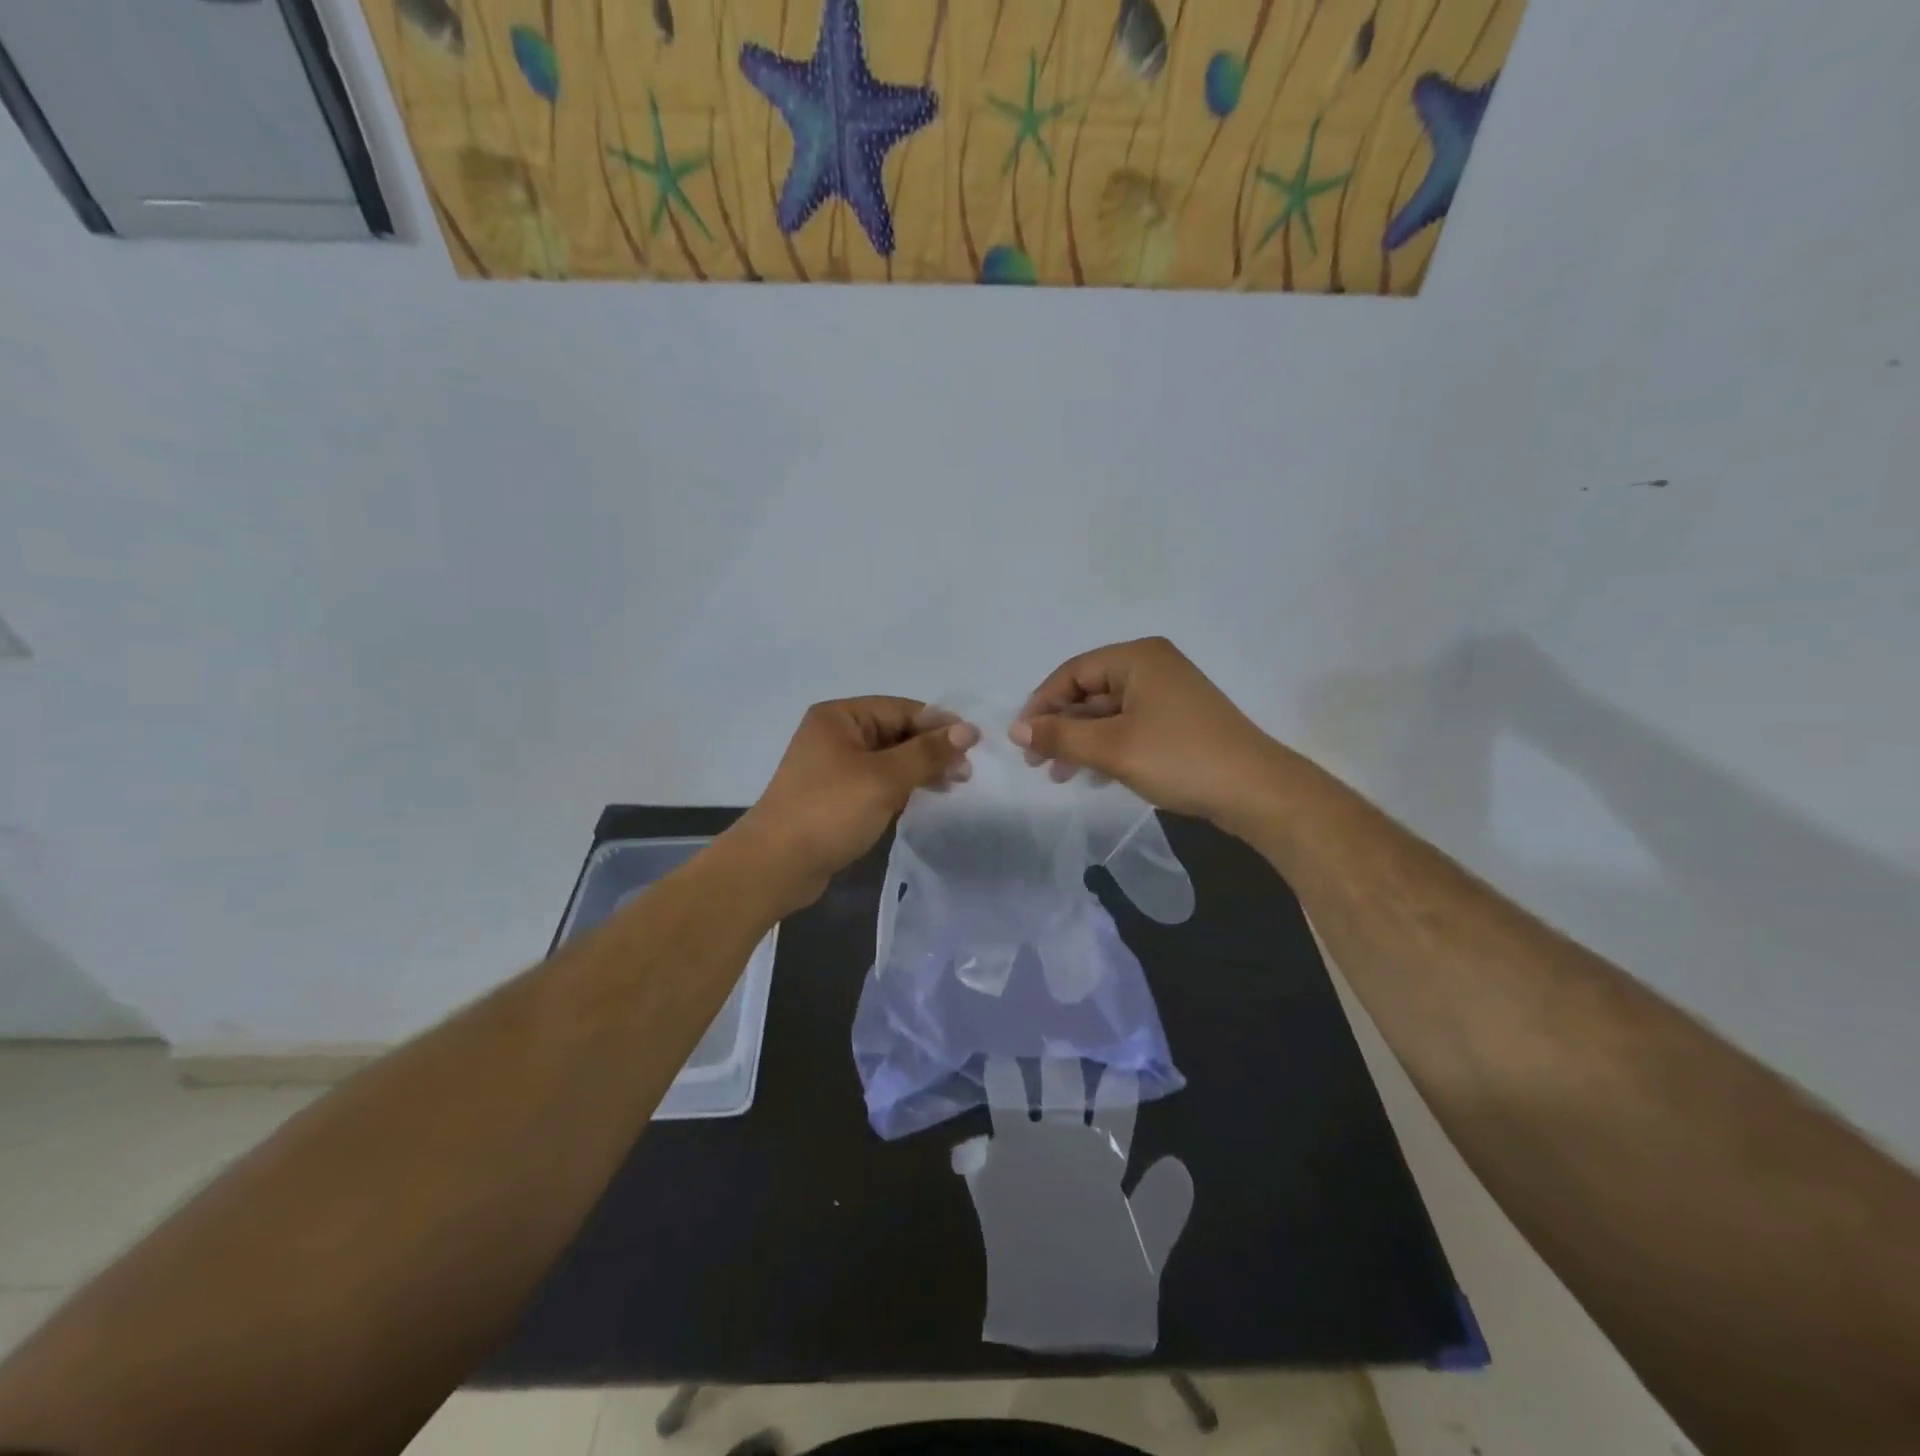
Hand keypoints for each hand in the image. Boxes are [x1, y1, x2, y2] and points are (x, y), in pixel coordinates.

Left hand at [733, 697, 978, 910]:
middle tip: (965, 774)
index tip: (974, 746)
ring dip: (919, 769)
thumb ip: (927, 753)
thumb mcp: (885, 778)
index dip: (939, 725)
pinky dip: (900, 786)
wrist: (776, 865)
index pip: (901, 709)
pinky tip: (922, 798)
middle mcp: (835, 734)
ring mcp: (832, 766)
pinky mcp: (834, 795)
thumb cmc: (830, 812)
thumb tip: (968, 730)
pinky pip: (876, 781)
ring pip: (888, 758)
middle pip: (895, 732)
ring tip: (952, 786)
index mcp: (840, 717)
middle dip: (931, 749)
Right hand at [951, 1057, 1192, 1353]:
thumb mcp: (1143, 1254)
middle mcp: (1063, 1152)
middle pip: (1063, 1098)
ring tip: (1003, 1056)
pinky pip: (976, 1160)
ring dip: (1009, 1088)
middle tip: (1058, 1032)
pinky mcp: (993, 1188)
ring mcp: (1025, 1164)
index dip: (1116, 1088)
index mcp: (1101, 1163)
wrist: (1062, 1329)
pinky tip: (967, 1144)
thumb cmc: (1110, 1288)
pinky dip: (971, 1152)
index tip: (1116, 1055)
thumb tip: (1178, 1163)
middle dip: (1061, 1067)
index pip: (1112, 1115)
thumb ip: (1159, 1210)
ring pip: (1016, 1112)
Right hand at [1011, 638, 1283, 831]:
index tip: (1021, 739)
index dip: (1041, 704)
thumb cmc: (1179, 758)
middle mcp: (1151, 667)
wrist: (1256, 790)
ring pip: (1107, 713)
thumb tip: (1016, 729)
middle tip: (1036, 762)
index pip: (1072, 673)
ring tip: (1058, 774)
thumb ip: (1060, 735)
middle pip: (1089, 692)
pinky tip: (1091, 776)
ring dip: (1080, 741)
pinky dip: (1106, 747)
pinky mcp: (1178, 721)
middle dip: (1060, 727)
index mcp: (1137, 658)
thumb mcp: (1111, 748)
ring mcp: (1167, 695)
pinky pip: (1128, 727)